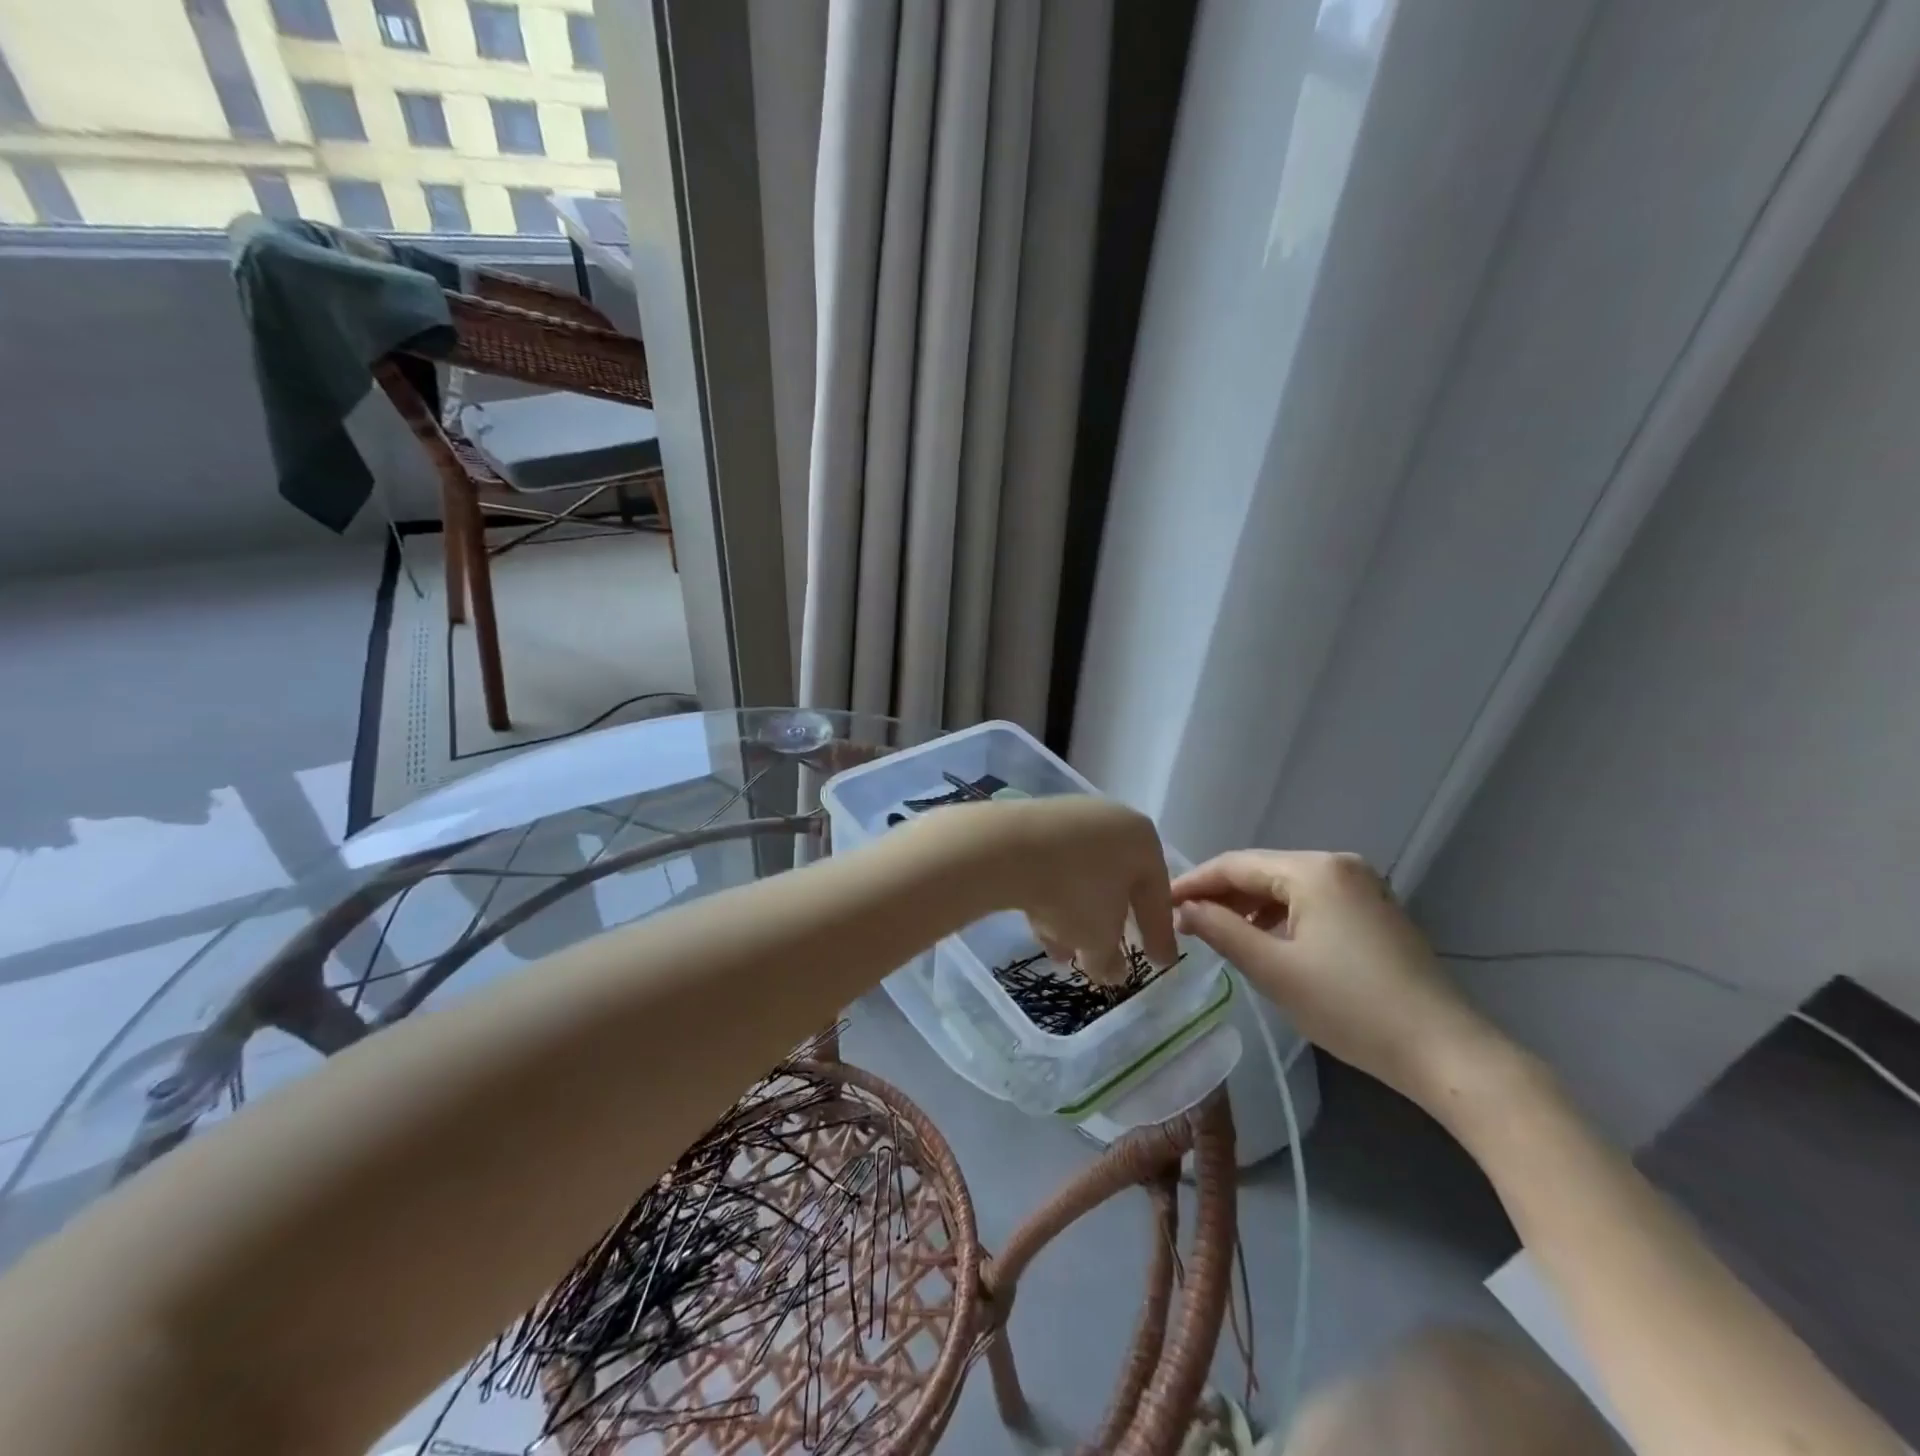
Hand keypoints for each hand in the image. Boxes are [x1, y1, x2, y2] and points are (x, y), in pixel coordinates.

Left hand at [929, 796, 1176, 983]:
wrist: (1006, 848)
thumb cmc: (1074, 891)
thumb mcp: (1099, 938)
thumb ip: (1110, 960)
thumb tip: (1113, 972)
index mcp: (1143, 840)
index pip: (1158, 896)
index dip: (1159, 935)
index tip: (1159, 963)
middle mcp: (1111, 821)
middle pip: (1117, 883)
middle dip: (1109, 926)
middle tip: (1106, 957)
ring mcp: (1070, 817)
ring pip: (1081, 878)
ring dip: (1075, 918)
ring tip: (1062, 954)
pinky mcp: (1034, 822)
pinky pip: (1053, 866)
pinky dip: (1051, 896)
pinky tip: (1038, 927)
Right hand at [1171, 850, 1509, 1109]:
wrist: (1445, 1052)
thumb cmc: (1351, 1007)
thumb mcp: (1274, 970)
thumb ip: (1221, 931)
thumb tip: (1183, 909)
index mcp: (1314, 869)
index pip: (1235, 864)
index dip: (1194, 882)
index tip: (1160, 902)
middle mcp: (1339, 864)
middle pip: (1262, 871)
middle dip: (1220, 895)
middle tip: (1183, 921)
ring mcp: (1362, 886)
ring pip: (1286, 887)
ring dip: (1249, 907)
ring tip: (1218, 934)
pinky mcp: (1375, 911)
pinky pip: (1312, 901)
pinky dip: (1281, 916)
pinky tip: (1266, 941)